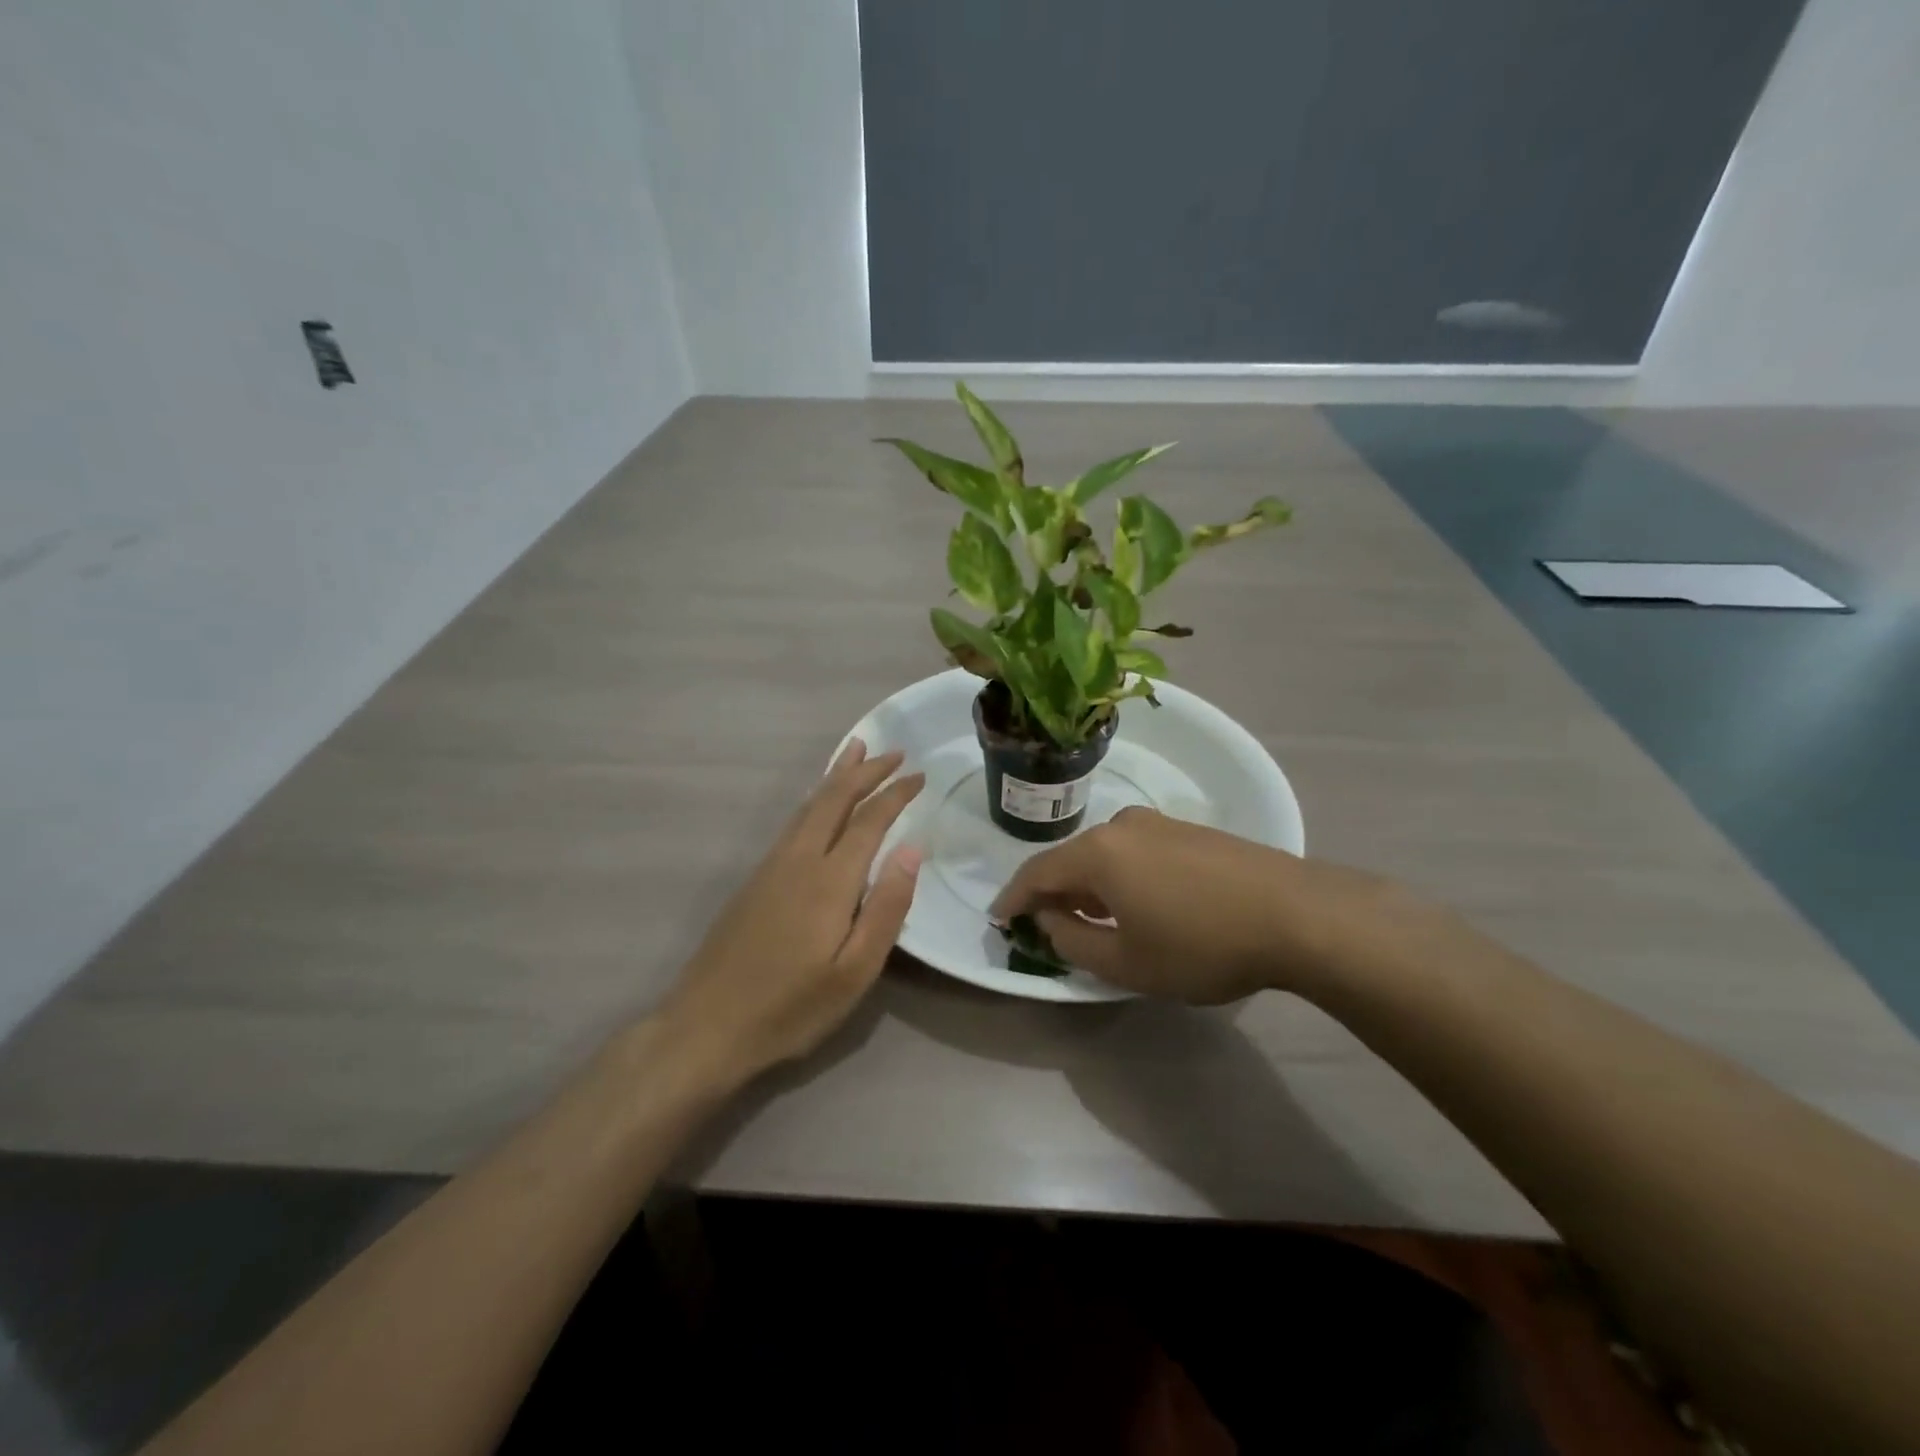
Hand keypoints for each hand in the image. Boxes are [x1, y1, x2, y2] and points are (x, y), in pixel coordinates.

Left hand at [661, 739, 923, 1080]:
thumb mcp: (854, 972)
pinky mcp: (755, 879)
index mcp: (829, 880)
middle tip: (895, 751)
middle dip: (866, 771)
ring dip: (837, 776)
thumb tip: (912, 848)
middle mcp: (799, 860)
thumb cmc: (790, 1007)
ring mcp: (772, 867)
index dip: (895, 794)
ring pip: (809, 806)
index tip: (919, 775)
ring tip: (856, 752)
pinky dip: (815, 799)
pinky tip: (818, 803)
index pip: (869, 820)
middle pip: (834, 799)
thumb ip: (887, 907)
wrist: (705, 1027)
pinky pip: (794, 822)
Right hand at [990, 807, 1437, 1003]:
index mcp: (1098, 854)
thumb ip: (1074, 942)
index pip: (1037, 873)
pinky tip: (1138, 903)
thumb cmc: (1202, 944)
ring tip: (1093, 919)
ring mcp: (1160, 824)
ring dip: (1089, 885)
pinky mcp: (1190, 831)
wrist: (1297, 915)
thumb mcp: (1128, 962)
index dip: (1014, 898)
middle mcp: (1122, 827)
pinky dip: (1120, 876)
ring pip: (1105, 854)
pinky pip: (1135, 852)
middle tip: (1047, 926)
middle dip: (1054, 893)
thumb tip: (1050, 921)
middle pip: (1070, 859)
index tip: (999, 918)